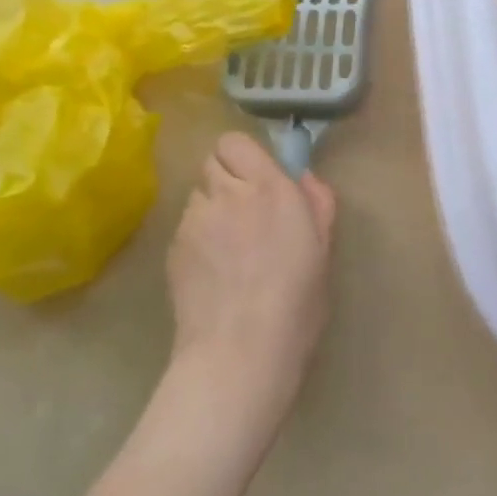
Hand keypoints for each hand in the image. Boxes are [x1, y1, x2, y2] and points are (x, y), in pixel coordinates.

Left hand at [166, 132, 336, 426]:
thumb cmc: (295, 303)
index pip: (235, 142)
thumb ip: (317, 203)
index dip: (244, 157)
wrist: (239, 353)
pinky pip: (185, 226)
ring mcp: (194, 220)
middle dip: (227, 179)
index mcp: (268, 188)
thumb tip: (303, 177)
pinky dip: (197, 237)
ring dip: (211, 208)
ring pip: (197, 194)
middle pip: (212, 162)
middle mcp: (227, 193)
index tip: (260, 181)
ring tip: (227, 248)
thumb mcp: (323, 251)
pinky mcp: (173, 248)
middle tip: (245, 213)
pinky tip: (212, 271)